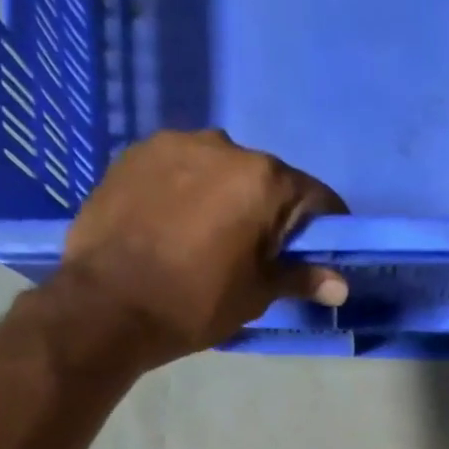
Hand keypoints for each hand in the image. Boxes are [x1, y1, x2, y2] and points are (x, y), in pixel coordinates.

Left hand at [60, 129, 348, 359]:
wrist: (107, 305)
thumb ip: (300, 279)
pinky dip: (186, 193)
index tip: (319, 254)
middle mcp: (224, 145)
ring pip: (219, 170)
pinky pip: (178, 169)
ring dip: (225, 198)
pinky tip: (172, 228)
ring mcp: (175, 143)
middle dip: (269, 213)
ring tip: (207, 241)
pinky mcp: (135, 153)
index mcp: (263, 180)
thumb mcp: (255, 296)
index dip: (324, 228)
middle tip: (256, 256)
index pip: (315, 198)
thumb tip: (342, 285)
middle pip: (265, 179)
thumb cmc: (194, 304)